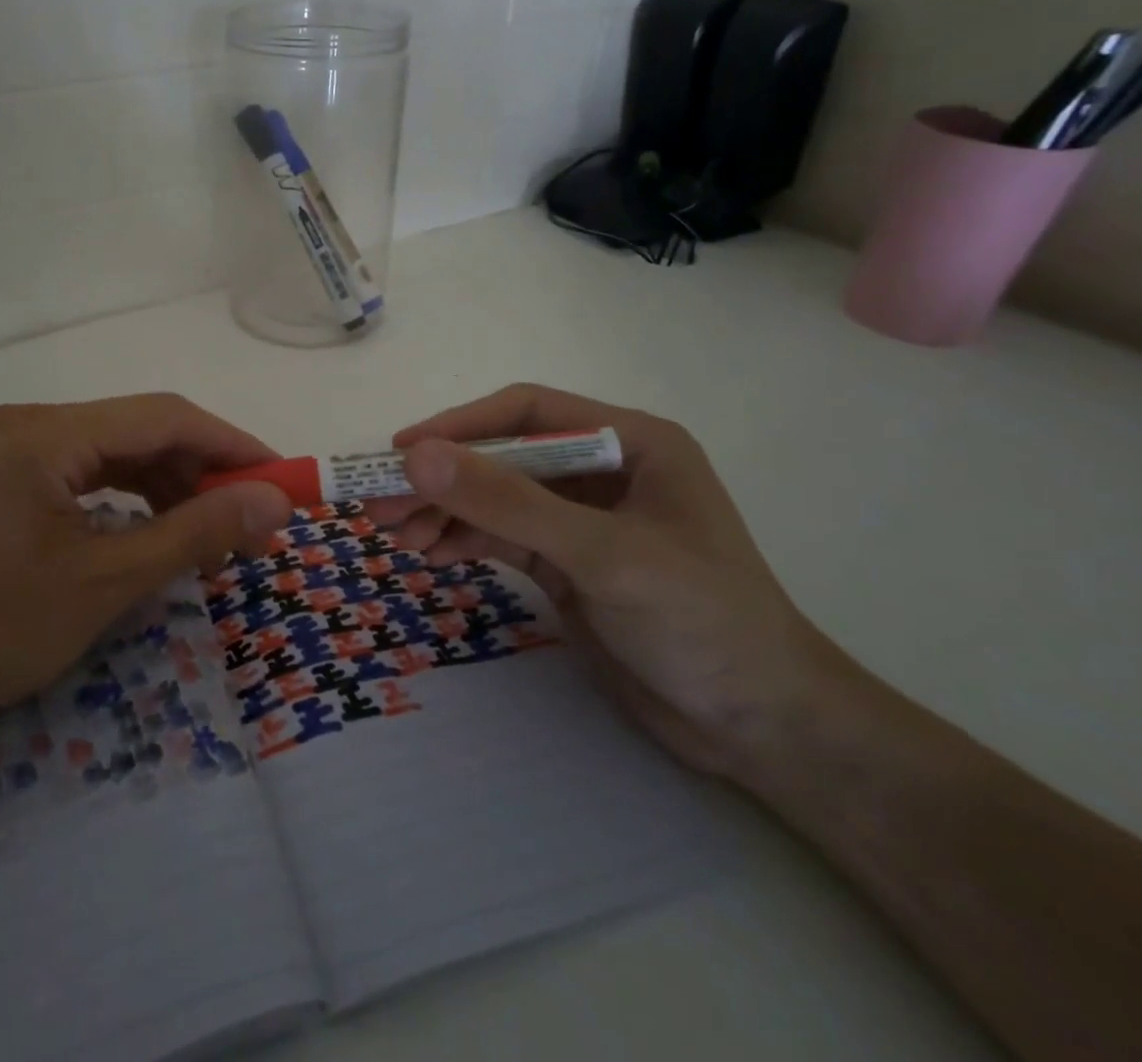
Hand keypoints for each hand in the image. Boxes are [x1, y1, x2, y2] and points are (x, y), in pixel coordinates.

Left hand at [0, 395, 291, 780]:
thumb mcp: (107, 581)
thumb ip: (197, 531)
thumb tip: (276, 502)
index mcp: (47, 431)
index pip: (164, 417)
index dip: (232, 445)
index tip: (283, 481)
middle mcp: (31, 423)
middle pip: (142, 431)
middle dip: (204, 472)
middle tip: (253, 524)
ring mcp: (15, 450)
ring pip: (118, 453)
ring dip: (172, 488)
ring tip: (212, 537)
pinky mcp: (9, 480)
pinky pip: (90, 475)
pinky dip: (133, 500)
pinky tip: (158, 531)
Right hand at [369, 384, 838, 775]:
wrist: (761, 729)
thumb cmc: (701, 622)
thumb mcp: (602, 554)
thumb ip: (508, 502)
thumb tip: (417, 456)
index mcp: (629, 441)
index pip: (527, 412)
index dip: (460, 426)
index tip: (401, 452)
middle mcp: (601, 470)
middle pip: (502, 457)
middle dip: (443, 479)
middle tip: (380, 502)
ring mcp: (581, 519)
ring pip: (495, 498)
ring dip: (444, 512)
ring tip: (395, 535)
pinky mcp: (567, 562)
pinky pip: (501, 536)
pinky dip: (462, 540)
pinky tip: (427, 553)